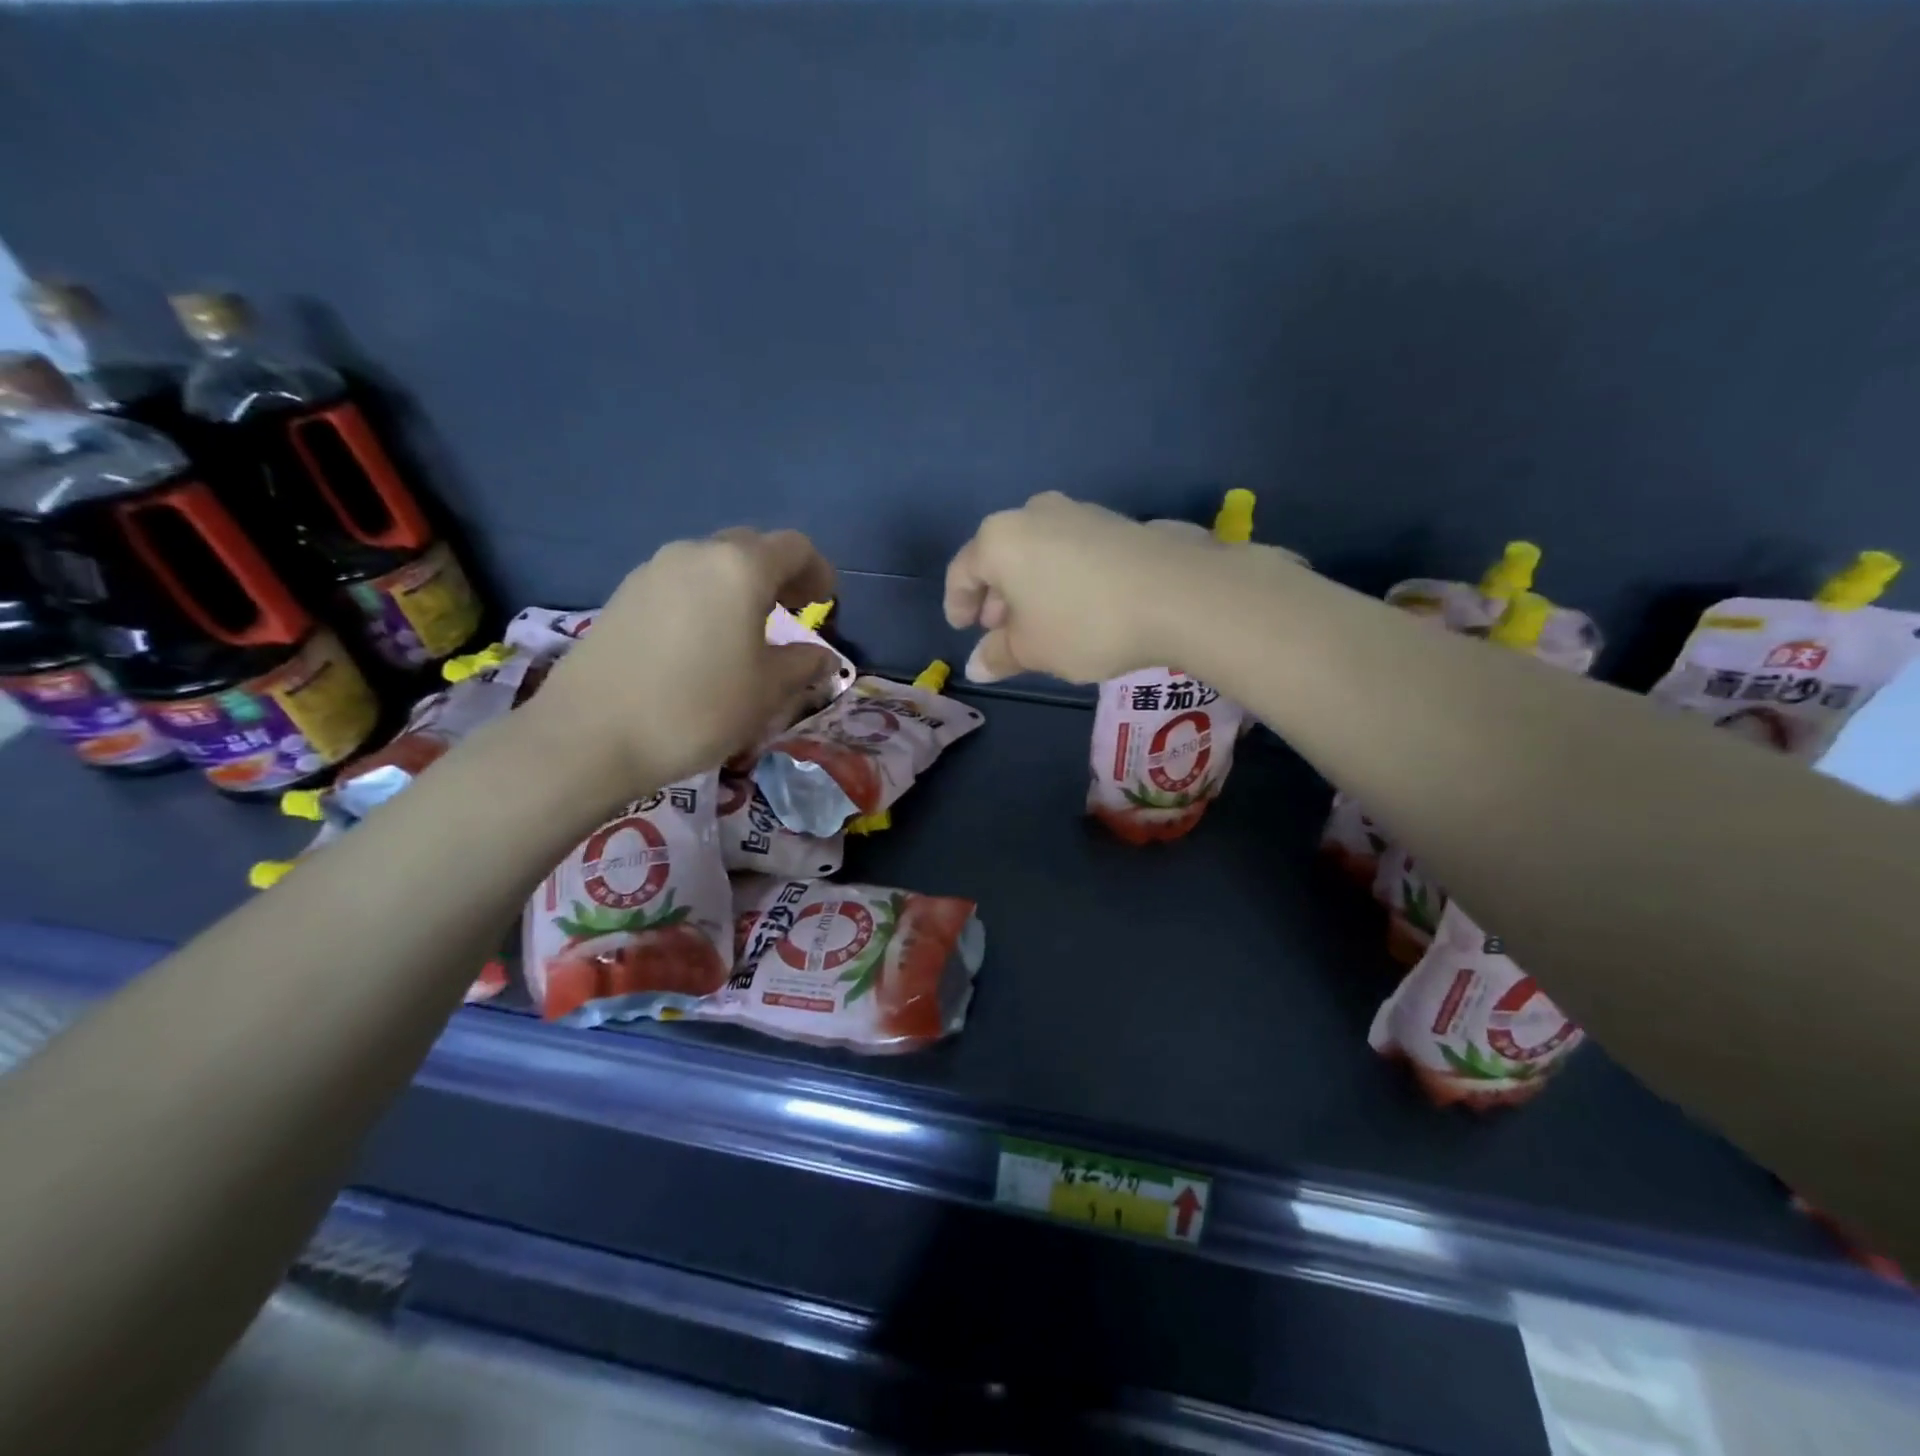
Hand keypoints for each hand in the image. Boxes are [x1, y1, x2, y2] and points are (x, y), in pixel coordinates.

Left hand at [528, 529, 837, 789]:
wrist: (591, 735)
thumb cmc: (698, 708)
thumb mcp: (767, 691)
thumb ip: (802, 665)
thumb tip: (822, 657)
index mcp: (740, 568)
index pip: (794, 547)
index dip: (818, 571)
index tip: (825, 603)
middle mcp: (695, 554)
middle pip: (750, 546)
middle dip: (779, 573)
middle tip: (792, 610)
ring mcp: (653, 571)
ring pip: (711, 563)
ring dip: (740, 585)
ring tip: (748, 628)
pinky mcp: (624, 594)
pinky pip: (680, 582)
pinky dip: (705, 598)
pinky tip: (703, 641)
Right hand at [944, 493, 1218, 682]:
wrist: (1177, 594)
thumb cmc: (1084, 623)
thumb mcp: (1033, 650)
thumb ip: (999, 655)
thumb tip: (977, 666)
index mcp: (999, 539)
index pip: (962, 572)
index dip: (958, 604)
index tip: (963, 629)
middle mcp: (1033, 513)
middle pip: (1001, 557)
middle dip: (997, 596)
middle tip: (1002, 631)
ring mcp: (1078, 511)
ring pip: (1037, 552)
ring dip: (1031, 587)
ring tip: (1042, 622)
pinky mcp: (1115, 521)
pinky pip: (1071, 550)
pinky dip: (1062, 577)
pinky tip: (1078, 606)